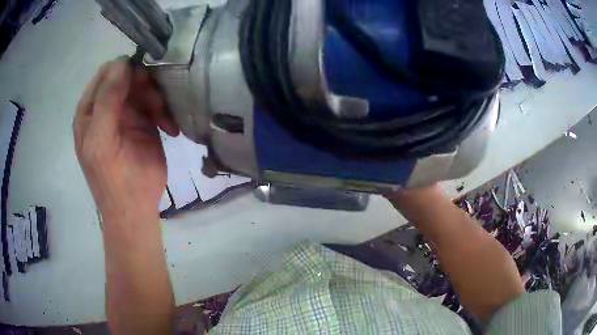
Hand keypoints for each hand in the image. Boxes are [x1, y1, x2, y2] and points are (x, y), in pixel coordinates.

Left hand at [73, 57, 178, 222]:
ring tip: (165, 122)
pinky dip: (165, 112)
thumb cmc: (113, 178)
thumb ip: (107, 100)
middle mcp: (107, 107)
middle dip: (144, 86)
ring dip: (157, 100)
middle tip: (155, 105)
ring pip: (144, 88)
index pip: (107, 73)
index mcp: (90, 109)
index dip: (124, 70)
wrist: (135, 210)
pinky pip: (156, 104)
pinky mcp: (144, 123)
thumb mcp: (101, 139)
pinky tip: (170, 129)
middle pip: (128, 77)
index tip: (141, 82)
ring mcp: (126, 114)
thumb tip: (122, 62)